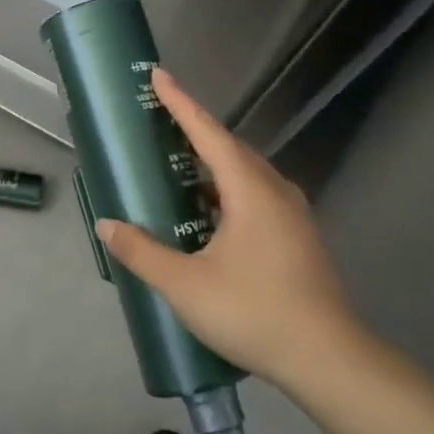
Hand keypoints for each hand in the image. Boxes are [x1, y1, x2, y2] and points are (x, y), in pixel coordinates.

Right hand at [95, 68, 364, 391]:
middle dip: (193, 131)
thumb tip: (106, 225)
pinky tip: (207, 214)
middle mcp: (274, 190)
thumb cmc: (253, 311)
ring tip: (176, 167)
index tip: (158, 75)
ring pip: (244, 174)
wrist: (327, 359)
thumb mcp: (185, 285)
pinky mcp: (297, 236)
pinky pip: (255, 196)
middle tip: (158, 124)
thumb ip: (142, 251)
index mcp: (249, 189)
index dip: (180, 102)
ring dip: (210, 164)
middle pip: (229, 148)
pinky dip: (226, 191)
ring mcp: (291, 214)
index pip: (207, 132)